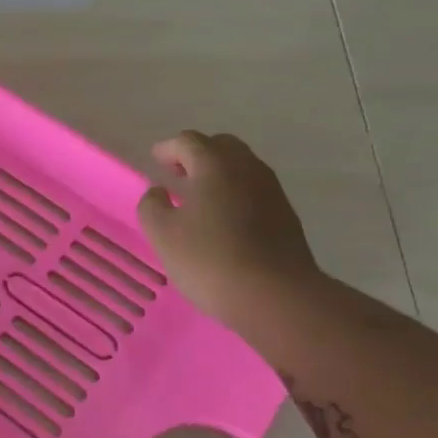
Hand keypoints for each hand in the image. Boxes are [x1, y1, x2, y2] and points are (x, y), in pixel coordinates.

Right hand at [136, 131, 321, 324]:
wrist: (276, 296)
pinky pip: (254, 190)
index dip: (167, 149)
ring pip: (241, 168)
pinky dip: (235, 193)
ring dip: (218, 174)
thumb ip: (152, 205)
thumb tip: (159, 191)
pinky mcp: (285, 215)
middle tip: (177, 174)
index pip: (187, 141)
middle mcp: (247, 167)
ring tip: (198, 198)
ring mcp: (271, 190)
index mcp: (214, 164)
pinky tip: (223, 219)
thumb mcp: (162, 234)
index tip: (155, 160)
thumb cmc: (210, 259)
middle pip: (220, 147)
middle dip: (196, 155)